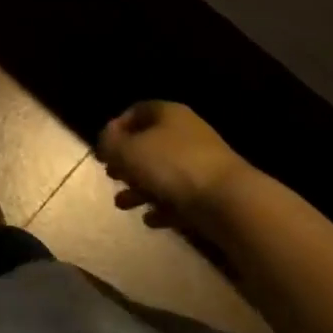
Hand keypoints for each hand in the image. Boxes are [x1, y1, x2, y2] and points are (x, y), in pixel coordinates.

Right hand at [96, 102, 250, 219]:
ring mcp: (201, 163)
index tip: (102, 149)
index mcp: (167, 114)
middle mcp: (186, 133)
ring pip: (162, 173)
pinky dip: (162, 206)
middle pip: (149, 143)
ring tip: (122, 204)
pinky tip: (150, 220)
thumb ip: (110, 143)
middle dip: (127, 162)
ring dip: (140, 188)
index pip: (136, 111)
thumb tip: (106, 142)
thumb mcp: (128, 151)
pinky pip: (180, 197)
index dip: (115, 128)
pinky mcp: (211, 192)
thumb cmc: (172, 166)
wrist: (229, 202)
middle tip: (111, 175)